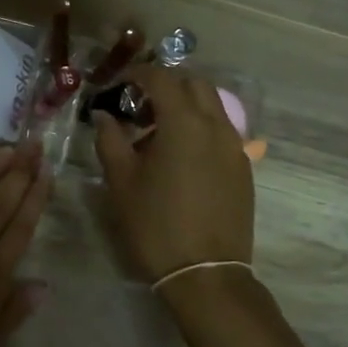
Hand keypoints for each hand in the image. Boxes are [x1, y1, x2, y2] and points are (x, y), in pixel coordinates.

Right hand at [92, 65, 253, 284]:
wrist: (206, 273)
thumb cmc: (156, 224)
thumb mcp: (122, 182)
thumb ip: (110, 140)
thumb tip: (104, 116)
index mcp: (184, 122)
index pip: (162, 78)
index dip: (138, 73)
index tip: (119, 82)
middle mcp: (216, 125)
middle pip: (195, 84)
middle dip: (167, 84)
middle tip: (139, 103)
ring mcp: (235, 146)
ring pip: (212, 106)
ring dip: (186, 105)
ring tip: (159, 130)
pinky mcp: (243, 167)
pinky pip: (222, 130)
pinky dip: (201, 126)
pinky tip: (181, 154)